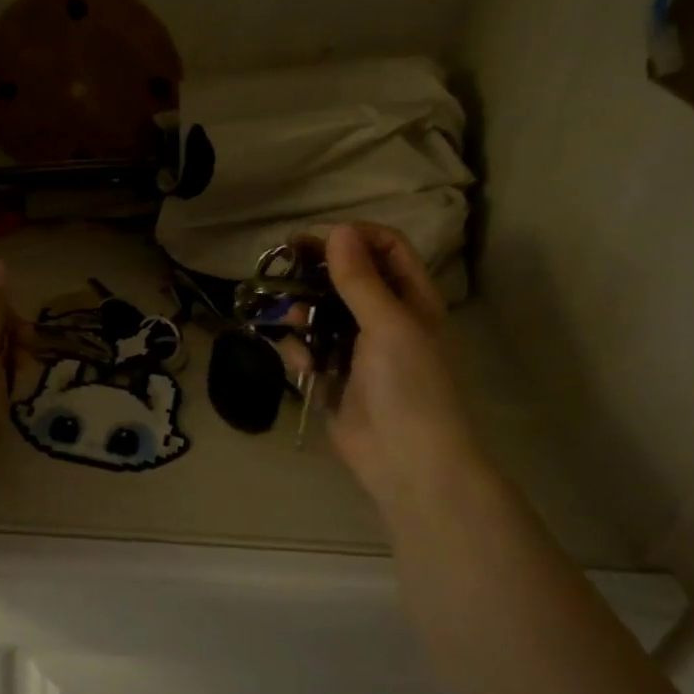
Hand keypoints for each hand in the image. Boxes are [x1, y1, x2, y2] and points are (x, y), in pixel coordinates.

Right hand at [305, 224, 484, 510]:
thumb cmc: (409, 386)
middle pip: (349, 277)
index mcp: (412, 301)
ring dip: (302, 308)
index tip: (313, 239)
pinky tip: (293, 353)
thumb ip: (359, 279)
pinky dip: (298, 347)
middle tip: (281, 261)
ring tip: (285, 313)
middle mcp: (386, 318)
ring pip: (323, 312)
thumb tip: (337, 230)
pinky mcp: (334, 377)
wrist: (407, 462)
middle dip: (317, 269)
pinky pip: (309, 349)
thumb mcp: (388, 325)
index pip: (386, 248)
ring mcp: (358, 349)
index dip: (353, 237)